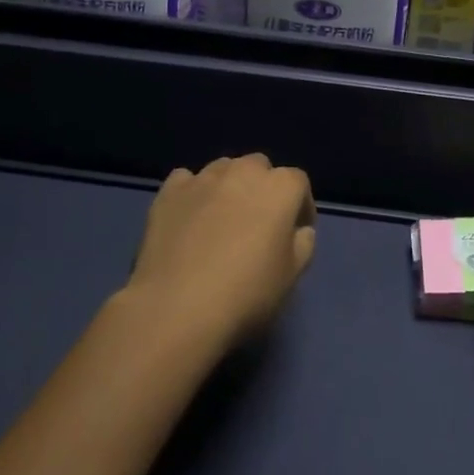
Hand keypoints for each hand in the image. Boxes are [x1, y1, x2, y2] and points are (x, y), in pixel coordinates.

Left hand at [125, 154, 315, 349]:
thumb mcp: (291, 276)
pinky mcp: (170, 192)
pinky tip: (189, 217)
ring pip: (223, 169)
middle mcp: (243, 171)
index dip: (300, 206)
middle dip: (263, 188)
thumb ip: (303, 244)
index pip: (298, 182)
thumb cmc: (246, 293)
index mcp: (280, 188)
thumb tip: (300, 231)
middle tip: (258, 223)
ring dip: (229, 186)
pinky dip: (193, 193)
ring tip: (222, 218)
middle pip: (259, 167)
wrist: (177, 307)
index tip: (296, 231)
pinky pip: (187, 181)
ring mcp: (203, 179)